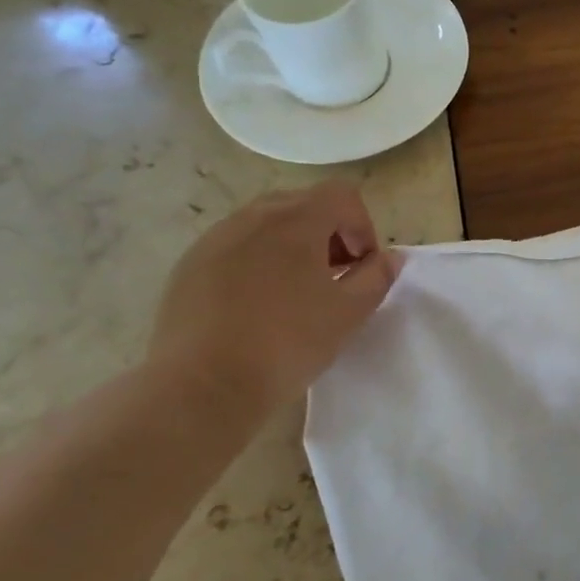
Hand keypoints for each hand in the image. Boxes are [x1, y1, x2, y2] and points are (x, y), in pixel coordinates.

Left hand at [147, 183, 400, 414]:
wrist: (204, 385)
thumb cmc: (287, 344)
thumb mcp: (349, 314)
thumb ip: (376, 278)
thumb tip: (390, 258)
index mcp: (296, 221)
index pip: (342, 196)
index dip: (362, 227)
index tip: (361, 268)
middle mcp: (253, 217)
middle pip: (304, 205)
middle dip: (329, 234)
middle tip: (335, 278)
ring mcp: (215, 239)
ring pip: (266, 225)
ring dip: (292, 247)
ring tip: (296, 294)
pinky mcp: (189, 265)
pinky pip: (235, 247)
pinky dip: (258, 262)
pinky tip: (257, 306)